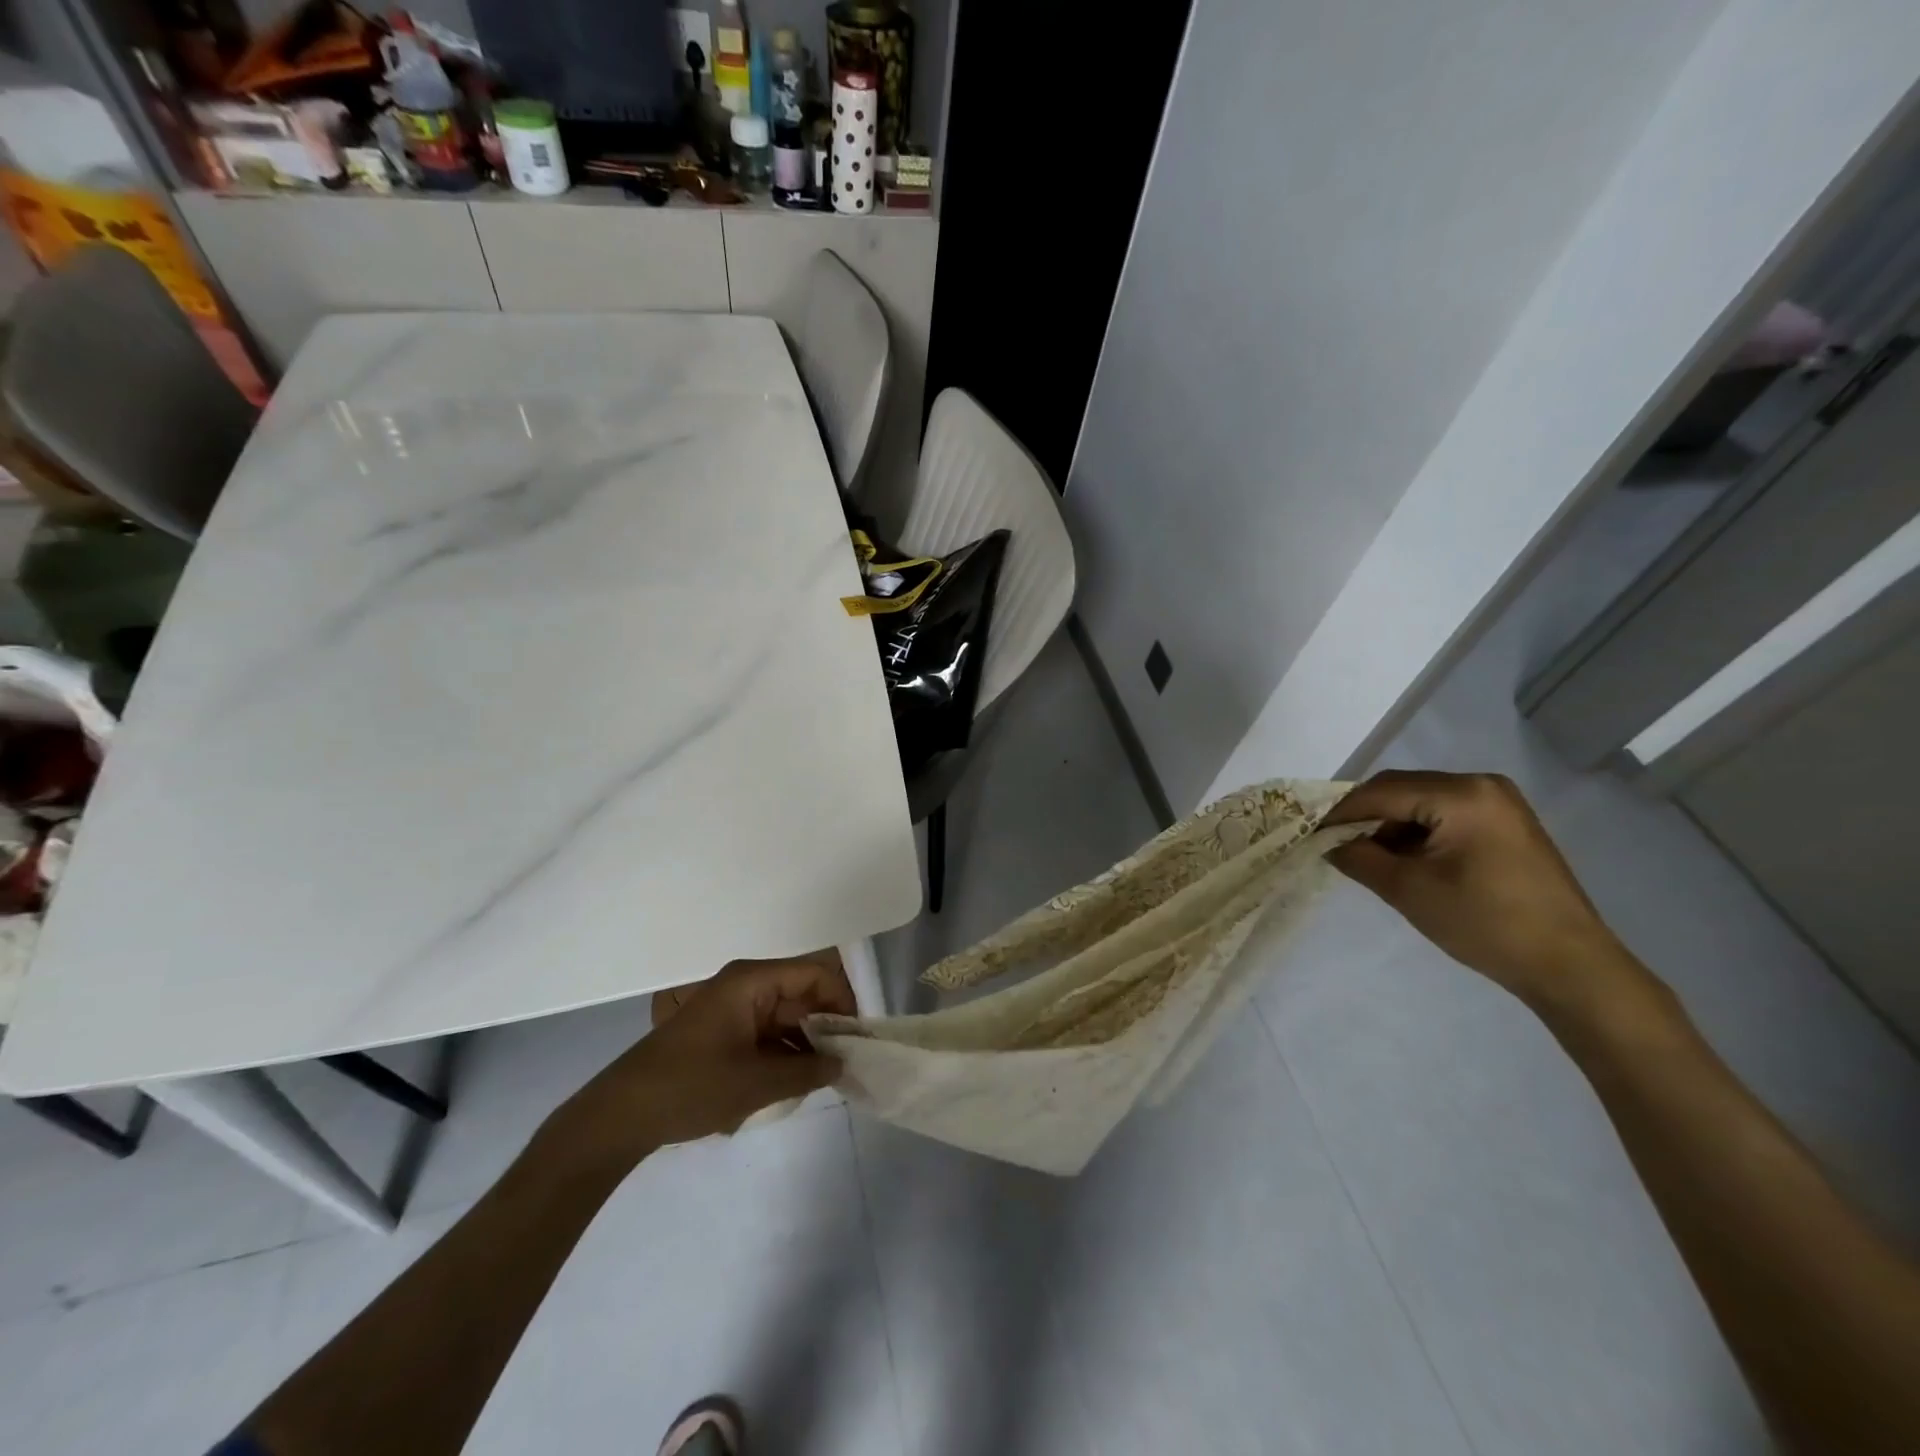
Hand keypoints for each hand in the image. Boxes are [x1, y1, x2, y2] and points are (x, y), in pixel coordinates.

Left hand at [546, 954, 854, 1167]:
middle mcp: (745, 985)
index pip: (816, 974)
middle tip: (845, 1064)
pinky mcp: (722, 1031)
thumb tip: (842, 1064)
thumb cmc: (692, 1086)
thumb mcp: (757, 1083)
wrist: (620, 1115)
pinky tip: (791, 1084)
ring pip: (785, 1016)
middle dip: (826, 1026)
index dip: (843, 1001)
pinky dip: (783, 1053)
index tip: (856, 1040)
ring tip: (822, 1079)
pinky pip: (766, 1032)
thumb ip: (807, 1070)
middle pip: (802, 994)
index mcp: (752, 981)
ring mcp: (732, 1008)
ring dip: (805, 1044)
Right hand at [1325, 771, 1632, 1006]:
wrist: (1570, 966)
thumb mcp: (1408, 890)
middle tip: (1333, 844)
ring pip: (1421, 802)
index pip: (1382, 792)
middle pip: (1402, 790)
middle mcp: (1482, 785)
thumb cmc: (1485, 923)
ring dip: (1390, 826)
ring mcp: (1499, 803)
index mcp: (1462, 794)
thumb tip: (1329, 845)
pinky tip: (1404, 860)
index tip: (1308, 833)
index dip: (1340, 812)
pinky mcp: (1506, 824)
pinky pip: (1445, 815)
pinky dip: (1417, 833)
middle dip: (1364, 817)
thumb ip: (1359, 858)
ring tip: (1366, 857)